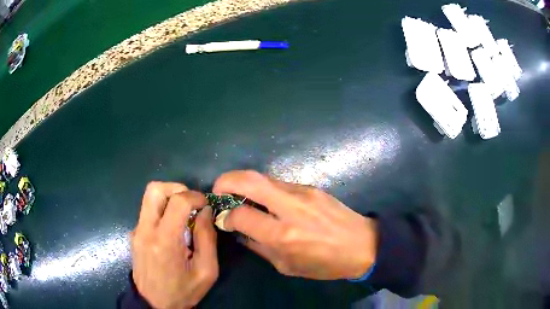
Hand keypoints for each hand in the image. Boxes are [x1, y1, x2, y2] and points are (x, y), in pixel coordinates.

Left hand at [131, 182, 217, 308]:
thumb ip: (207, 239)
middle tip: (191, 203)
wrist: (153, 304)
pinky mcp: (134, 234)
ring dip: (169, 198)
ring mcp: (136, 231)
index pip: (177, 201)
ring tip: (183, 214)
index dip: (195, 196)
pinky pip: (148, 211)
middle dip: (177, 189)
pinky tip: (172, 230)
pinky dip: (162, 211)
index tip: (205, 204)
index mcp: (165, 241)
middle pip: (155, 189)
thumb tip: (205, 211)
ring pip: (149, 197)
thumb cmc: (182, 292)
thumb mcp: (206, 272)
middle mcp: (145, 230)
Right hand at [213, 171, 377, 279]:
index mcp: (283, 235)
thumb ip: (259, 247)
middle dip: (225, 181)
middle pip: (249, 180)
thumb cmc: (326, 263)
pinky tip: (266, 200)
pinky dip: (264, 188)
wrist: (363, 245)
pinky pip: (279, 183)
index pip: (241, 215)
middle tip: (217, 190)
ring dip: (244, 182)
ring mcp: (303, 193)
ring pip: (263, 177)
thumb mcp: (287, 266)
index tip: (222, 218)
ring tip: (238, 194)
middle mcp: (290, 209)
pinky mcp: (311, 187)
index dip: (226, 216)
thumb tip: (239, 232)